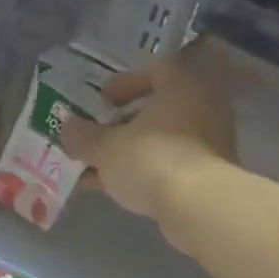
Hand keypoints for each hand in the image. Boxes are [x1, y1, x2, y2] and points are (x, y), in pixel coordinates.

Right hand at [59, 44, 236, 240]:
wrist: (198, 206)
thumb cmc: (151, 159)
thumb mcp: (106, 147)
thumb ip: (83, 136)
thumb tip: (67, 128)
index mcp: (182, 86)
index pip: (155, 71)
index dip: (124, 84)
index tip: (102, 102)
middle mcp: (203, 108)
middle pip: (158, 111)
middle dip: (123, 126)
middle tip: (97, 138)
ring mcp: (211, 143)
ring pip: (162, 142)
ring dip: (130, 152)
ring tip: (96, 169)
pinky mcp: (210, 176)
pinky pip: (171, 165)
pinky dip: (145, 172)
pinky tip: (116, 188)